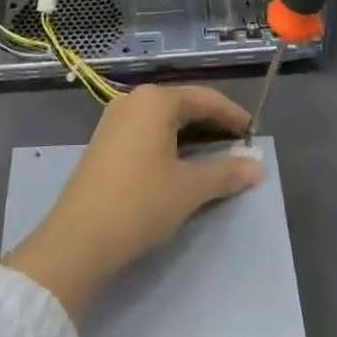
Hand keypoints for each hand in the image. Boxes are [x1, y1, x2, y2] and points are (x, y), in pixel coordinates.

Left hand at [2, 85, 259, 319]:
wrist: (78, 238)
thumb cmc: (139, 203)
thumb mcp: (189, 189)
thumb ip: (226, 173)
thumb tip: (258, 166)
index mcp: (155, 101)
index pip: (205, 98)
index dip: (232, 115)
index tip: (254, 132)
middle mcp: (133, 100)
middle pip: (183, 104)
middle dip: (213, 124)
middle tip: (239, 145)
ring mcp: (114, 120)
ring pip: (164, 119)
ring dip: (191, 135)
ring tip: (216, 155)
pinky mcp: (104, 142)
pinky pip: (146, 131)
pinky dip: (169, 142)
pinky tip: (181, 163)